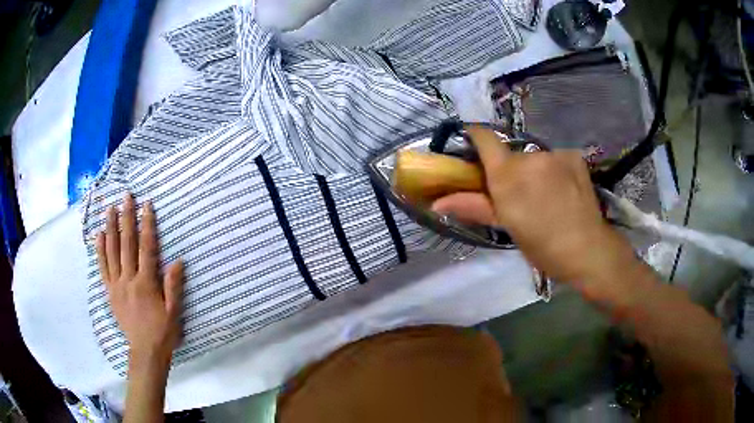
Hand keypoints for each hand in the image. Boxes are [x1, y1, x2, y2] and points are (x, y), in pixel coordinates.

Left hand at [96, 194, 184, 370]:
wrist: (145, 351)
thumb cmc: (162, 332)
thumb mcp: (174, 312)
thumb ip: (174, 286)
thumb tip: (178, 260)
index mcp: (146, 283)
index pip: (146, 247)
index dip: (147, 224)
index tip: (147, 205)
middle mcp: (128, 279)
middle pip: (126, 243)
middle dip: (127, 218)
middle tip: (126, 197)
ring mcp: (116, 285)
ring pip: (111, 251)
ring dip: (111, 228)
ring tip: (110, 208)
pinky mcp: (109, 292)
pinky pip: (102, 267)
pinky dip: (100, 250)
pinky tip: (99, 235)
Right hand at [432, 127, 634, 287]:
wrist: (586, 249)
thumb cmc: (541, 245)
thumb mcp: (506, 226)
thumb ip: (473, 207)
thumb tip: (436, 203)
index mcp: (507, 174)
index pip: (484, 137)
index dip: (475, 136)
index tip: (472, 146)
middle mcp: (529, 156)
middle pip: (511, 154)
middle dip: (511, 170)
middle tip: (520, 195)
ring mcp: (554, 154)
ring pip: (535, 157)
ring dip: (535, 171)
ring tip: (546, 196)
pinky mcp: (573, 155)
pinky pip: (555, 158)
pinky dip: (555, 170)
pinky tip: (564, 190)